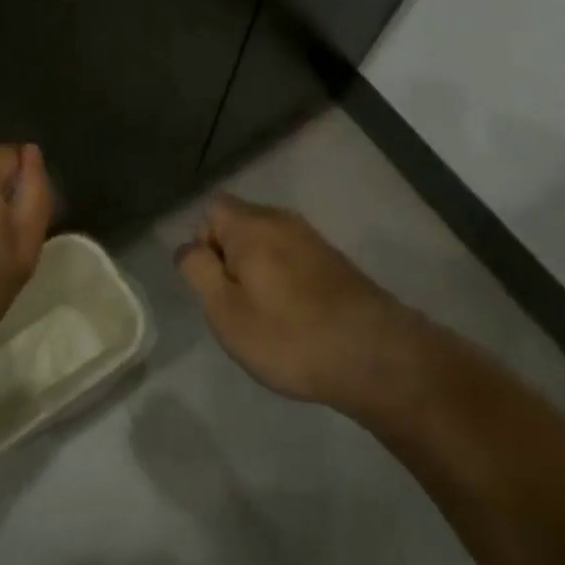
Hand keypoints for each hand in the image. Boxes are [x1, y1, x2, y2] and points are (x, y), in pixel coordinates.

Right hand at [176, 194, 408, 407]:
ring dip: (259, 272)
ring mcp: (313, 239)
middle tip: (237, 306)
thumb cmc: (288, 334)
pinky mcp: (335, 261)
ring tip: (267, 316)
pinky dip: (285, 280)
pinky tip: (296, 318)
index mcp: (251, 224)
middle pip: (240, 224)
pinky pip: (294, 259)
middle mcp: (282, 220)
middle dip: (231, 258)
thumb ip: (198, 271)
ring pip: (268, 243)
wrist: (375, 356)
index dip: (203, 242)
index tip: (214, 284)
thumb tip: (188, 248)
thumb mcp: (224, 310)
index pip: (212, 208)